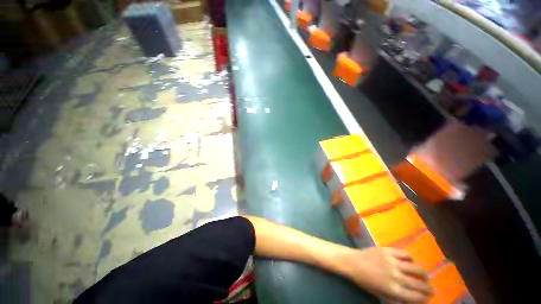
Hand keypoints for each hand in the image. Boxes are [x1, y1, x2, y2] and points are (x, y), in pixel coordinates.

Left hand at [340, 247, 432, 302]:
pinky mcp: (387, 250)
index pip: (415, 296)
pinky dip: (410, 257)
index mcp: (393, 289)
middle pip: (418, 283)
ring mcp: (392, 261)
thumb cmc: (365, 281)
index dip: (424, 298)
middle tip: (432, 289)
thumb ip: (396, 297)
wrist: (352, 262)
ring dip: (423, 273)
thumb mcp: (380, 294)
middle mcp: (396, 276)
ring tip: (425, 276)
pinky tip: (411, 261)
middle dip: (428, 288)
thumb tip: (411, 300)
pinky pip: (404, 253)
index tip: (428, 298)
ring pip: (415, 268)